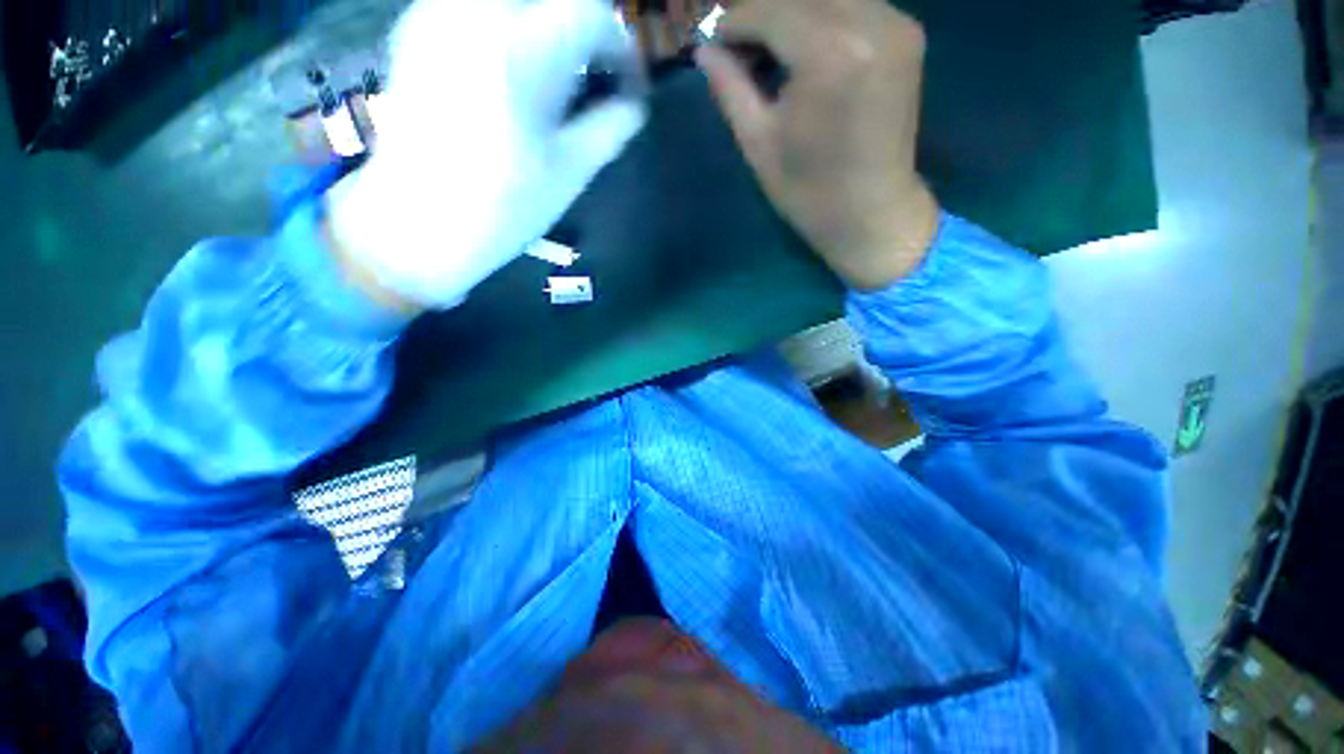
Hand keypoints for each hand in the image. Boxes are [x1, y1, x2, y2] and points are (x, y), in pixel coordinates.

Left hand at [328, 0, 646, 309]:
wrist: (416, 224)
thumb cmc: (502, 207)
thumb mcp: (570, 172)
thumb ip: (611, 127)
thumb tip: (635, 104)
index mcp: (520, 47)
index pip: (591, 12)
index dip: (621, 48)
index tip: (628, 85)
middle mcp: (475, 12)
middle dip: (584, 30)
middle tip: (595, 75)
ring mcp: (438, 14)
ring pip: (512, 1)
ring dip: (546, 27)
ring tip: (557, 77)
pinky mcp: (416, 31)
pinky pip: (477, 10)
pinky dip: (509, 30)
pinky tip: (513, 73)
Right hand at [696, 0, 938, 289]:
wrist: (872, 214)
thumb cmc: (809, 192)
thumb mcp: (759, 144)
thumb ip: (730, 88)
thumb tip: (703, 50)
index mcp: (830, 53)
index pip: (770, 10)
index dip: (734, 21)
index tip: (711, 40)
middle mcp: (871, 20)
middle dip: (760, 11)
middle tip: (736, 44)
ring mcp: (897, 23)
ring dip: (791, 11)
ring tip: (766, 47)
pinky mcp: (907, 34)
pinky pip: (855, 3)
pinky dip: (822, 15)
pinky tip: (803, 46)